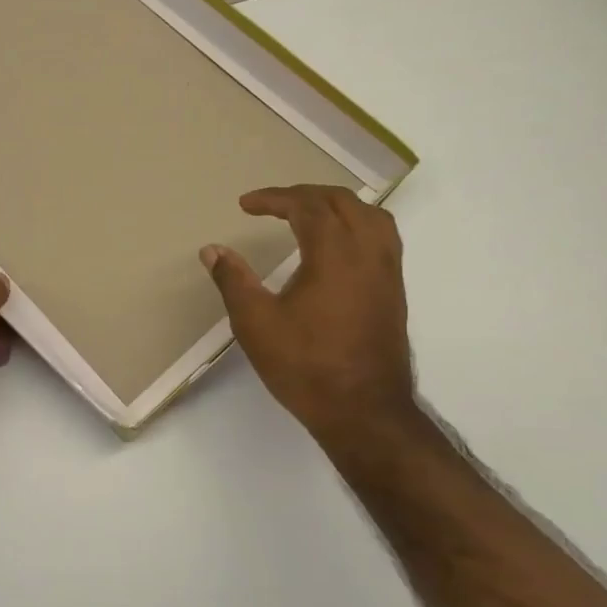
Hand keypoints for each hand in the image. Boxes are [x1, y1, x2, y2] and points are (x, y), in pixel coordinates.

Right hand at [201, 185, 417, 449]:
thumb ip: (233, 280)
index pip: (307, 206)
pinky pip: (382, 237)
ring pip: (371, 216)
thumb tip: (212, 250)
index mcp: (334, 254)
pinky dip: (356, 225)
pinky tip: (337, 247)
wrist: (363, 410)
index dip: (274, 198)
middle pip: (343, 202)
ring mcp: (387, 272)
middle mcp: (368, 253)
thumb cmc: (305, 365)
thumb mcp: (255, 323)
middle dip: (305, 195)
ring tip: (308, 215)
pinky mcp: (394, 292)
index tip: (245, 205)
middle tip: (272, 204)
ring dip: (337, 206)